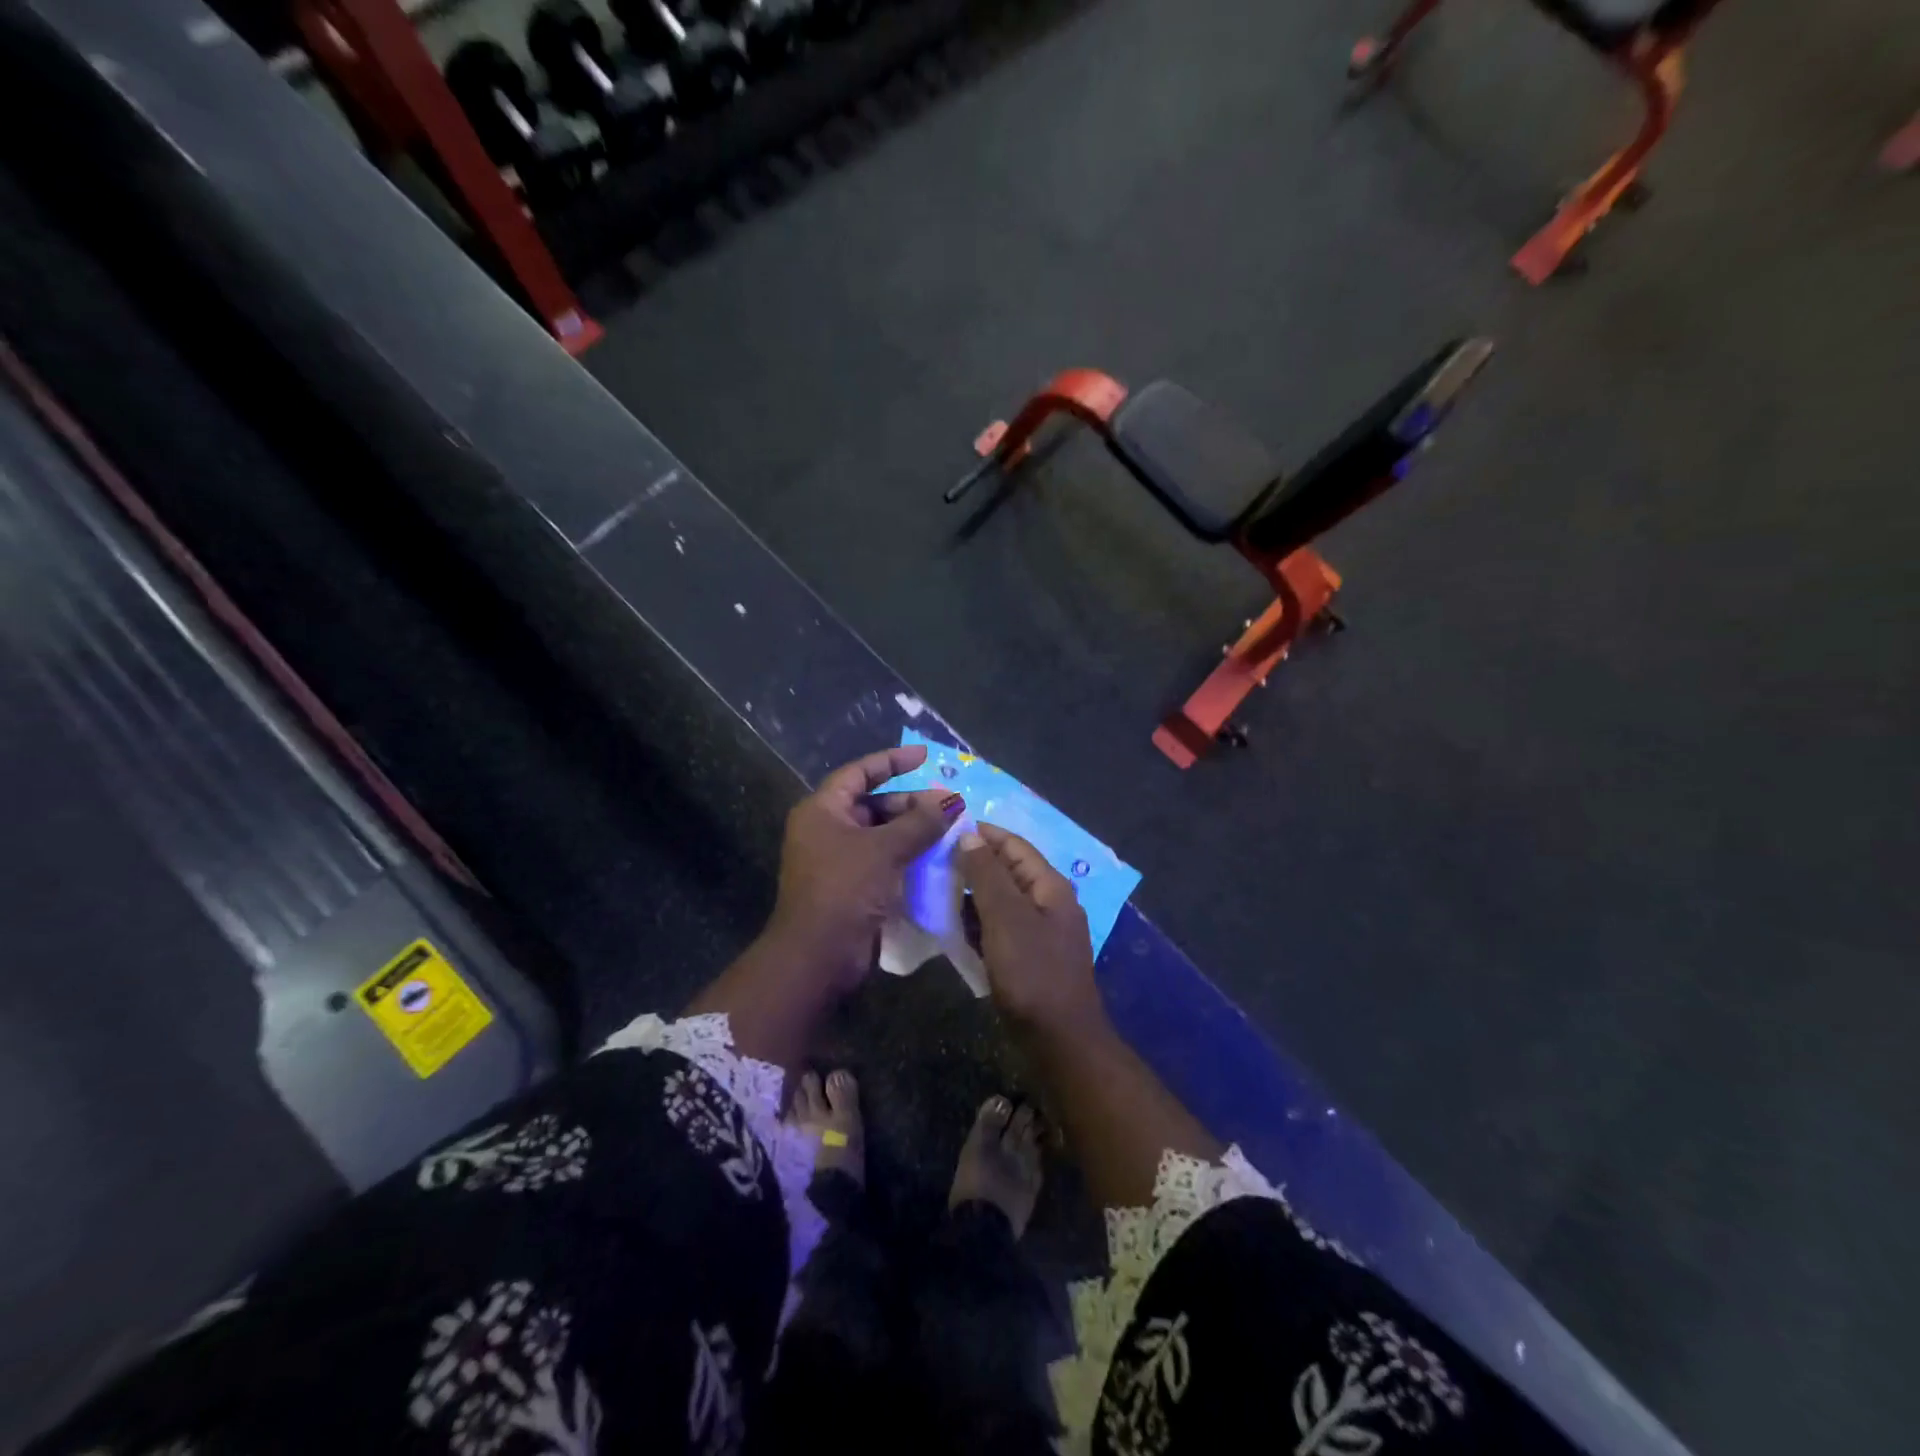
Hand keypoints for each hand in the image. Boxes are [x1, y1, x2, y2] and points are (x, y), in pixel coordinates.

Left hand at [767, 744, 963, 984]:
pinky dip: (906, 856)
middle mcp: (826, 830)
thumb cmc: (845, 890)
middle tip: (947, 806)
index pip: (859, 773)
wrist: (818, 955)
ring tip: (948, 830)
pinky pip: (882, 860)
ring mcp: (837, 860)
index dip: (892, 761)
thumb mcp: (885, 849)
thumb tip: (952, 799)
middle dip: (910, 803)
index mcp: (822, 810)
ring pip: (881, 834)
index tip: (924, 756)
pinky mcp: (850, 886)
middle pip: (873, 804)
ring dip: (912, 831)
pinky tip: (935, 858)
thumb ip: (920, 822)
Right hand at [956, 824, 1105, 1034]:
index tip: (945, 827)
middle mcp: (1049, 903)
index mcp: (1050, 886)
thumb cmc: (1032, 973)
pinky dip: (978, 922)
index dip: (982, 833)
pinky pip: (1000, 928)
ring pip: (1002, 901)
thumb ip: (987, 874)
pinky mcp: (1029, 958)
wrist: (1059, 1041)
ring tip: (935, 890)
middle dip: (973, 863)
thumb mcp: (1006, 918)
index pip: (1014, 845)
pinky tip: (953, 926)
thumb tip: (970, 835)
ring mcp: (1041, 933)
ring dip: (972, 894)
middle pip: (1008, 871)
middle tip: (932, 860)